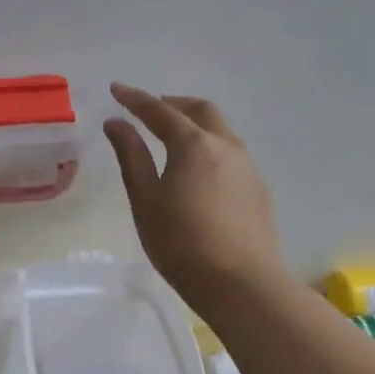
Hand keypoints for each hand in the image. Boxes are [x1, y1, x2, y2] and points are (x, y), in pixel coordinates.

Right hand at [103, 83, 284, 315]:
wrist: (241, 283)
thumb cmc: (181, 242)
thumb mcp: (146, 199)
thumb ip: (131, 156)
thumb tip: (116, 123)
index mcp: (193, 144)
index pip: (160, 111)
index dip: (135, 99)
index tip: (116, 89)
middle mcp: (226, 145)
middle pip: (200, 110)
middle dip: (172, 104)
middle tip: (149, 110)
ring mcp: (247, 167)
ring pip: (220, 130)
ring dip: (194, 124)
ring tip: (171, 139)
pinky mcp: (258, 189)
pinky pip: (230, 154)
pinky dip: (209, 147)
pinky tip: (197, 171)